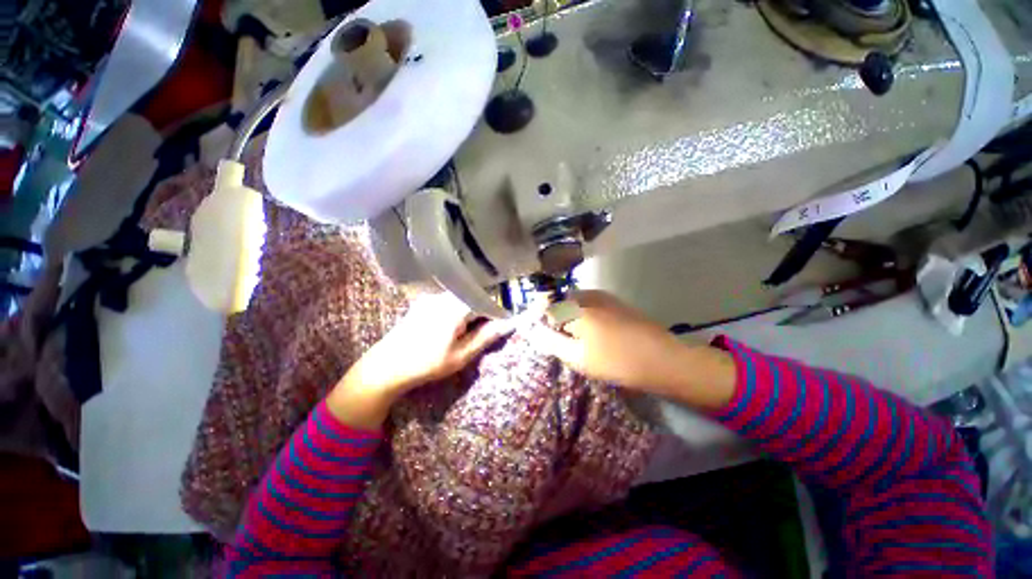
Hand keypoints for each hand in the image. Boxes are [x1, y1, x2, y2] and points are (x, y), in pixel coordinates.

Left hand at [327, 293, 513, 427]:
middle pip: (473, 295)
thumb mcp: (461, 355)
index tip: (505, 321)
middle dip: (484, 309)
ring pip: (461, 297)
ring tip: (472, 328)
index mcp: (455, 307)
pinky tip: (455, 326)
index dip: (498, 310)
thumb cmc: (427, 363)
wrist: (386, 366)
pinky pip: (448, 300)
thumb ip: (486, 336)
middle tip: (490, 326)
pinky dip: (458, 309)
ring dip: (471, 309)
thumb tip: (509, 323)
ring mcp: (431, 297)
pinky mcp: (423, 302)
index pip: (486, 300)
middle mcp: (443, 296)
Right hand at [533, 291, 735, 409]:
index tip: (540, 335)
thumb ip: (551, 341)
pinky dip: (583, 317)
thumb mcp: (577, 357)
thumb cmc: (616, 361)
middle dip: (555, 319)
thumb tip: (532, 330)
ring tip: (575, 340)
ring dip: (569, 318)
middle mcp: (587, 295)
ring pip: (575, 303)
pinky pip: (589, 305)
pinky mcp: (615, 302)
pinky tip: (592, 334)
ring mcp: (603, 296)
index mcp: (575, 306)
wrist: (663, 360)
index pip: (545, 305)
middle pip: (560, 302)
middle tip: (560, 341)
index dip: (540, 320)